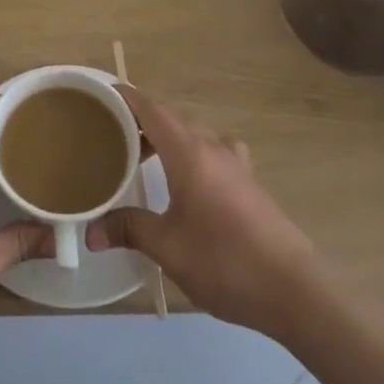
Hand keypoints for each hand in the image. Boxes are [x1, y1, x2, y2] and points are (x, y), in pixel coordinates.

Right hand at [89, 87, 318, 340]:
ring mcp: (236, 164)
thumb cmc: (224, 261)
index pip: (152, 110)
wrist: (293, 290)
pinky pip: (214, 150)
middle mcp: (213, 148)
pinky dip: (193, 152)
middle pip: (173, 119)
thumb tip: (91, 232)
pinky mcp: (250, 183)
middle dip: (143, 121)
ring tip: (147, 156)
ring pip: (195, 134)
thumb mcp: (168, 248)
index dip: (127, 98)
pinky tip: (191, 180)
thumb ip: (129, 230)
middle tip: (113, 134)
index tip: (102, 94)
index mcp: (189, 153)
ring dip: (169, 137)